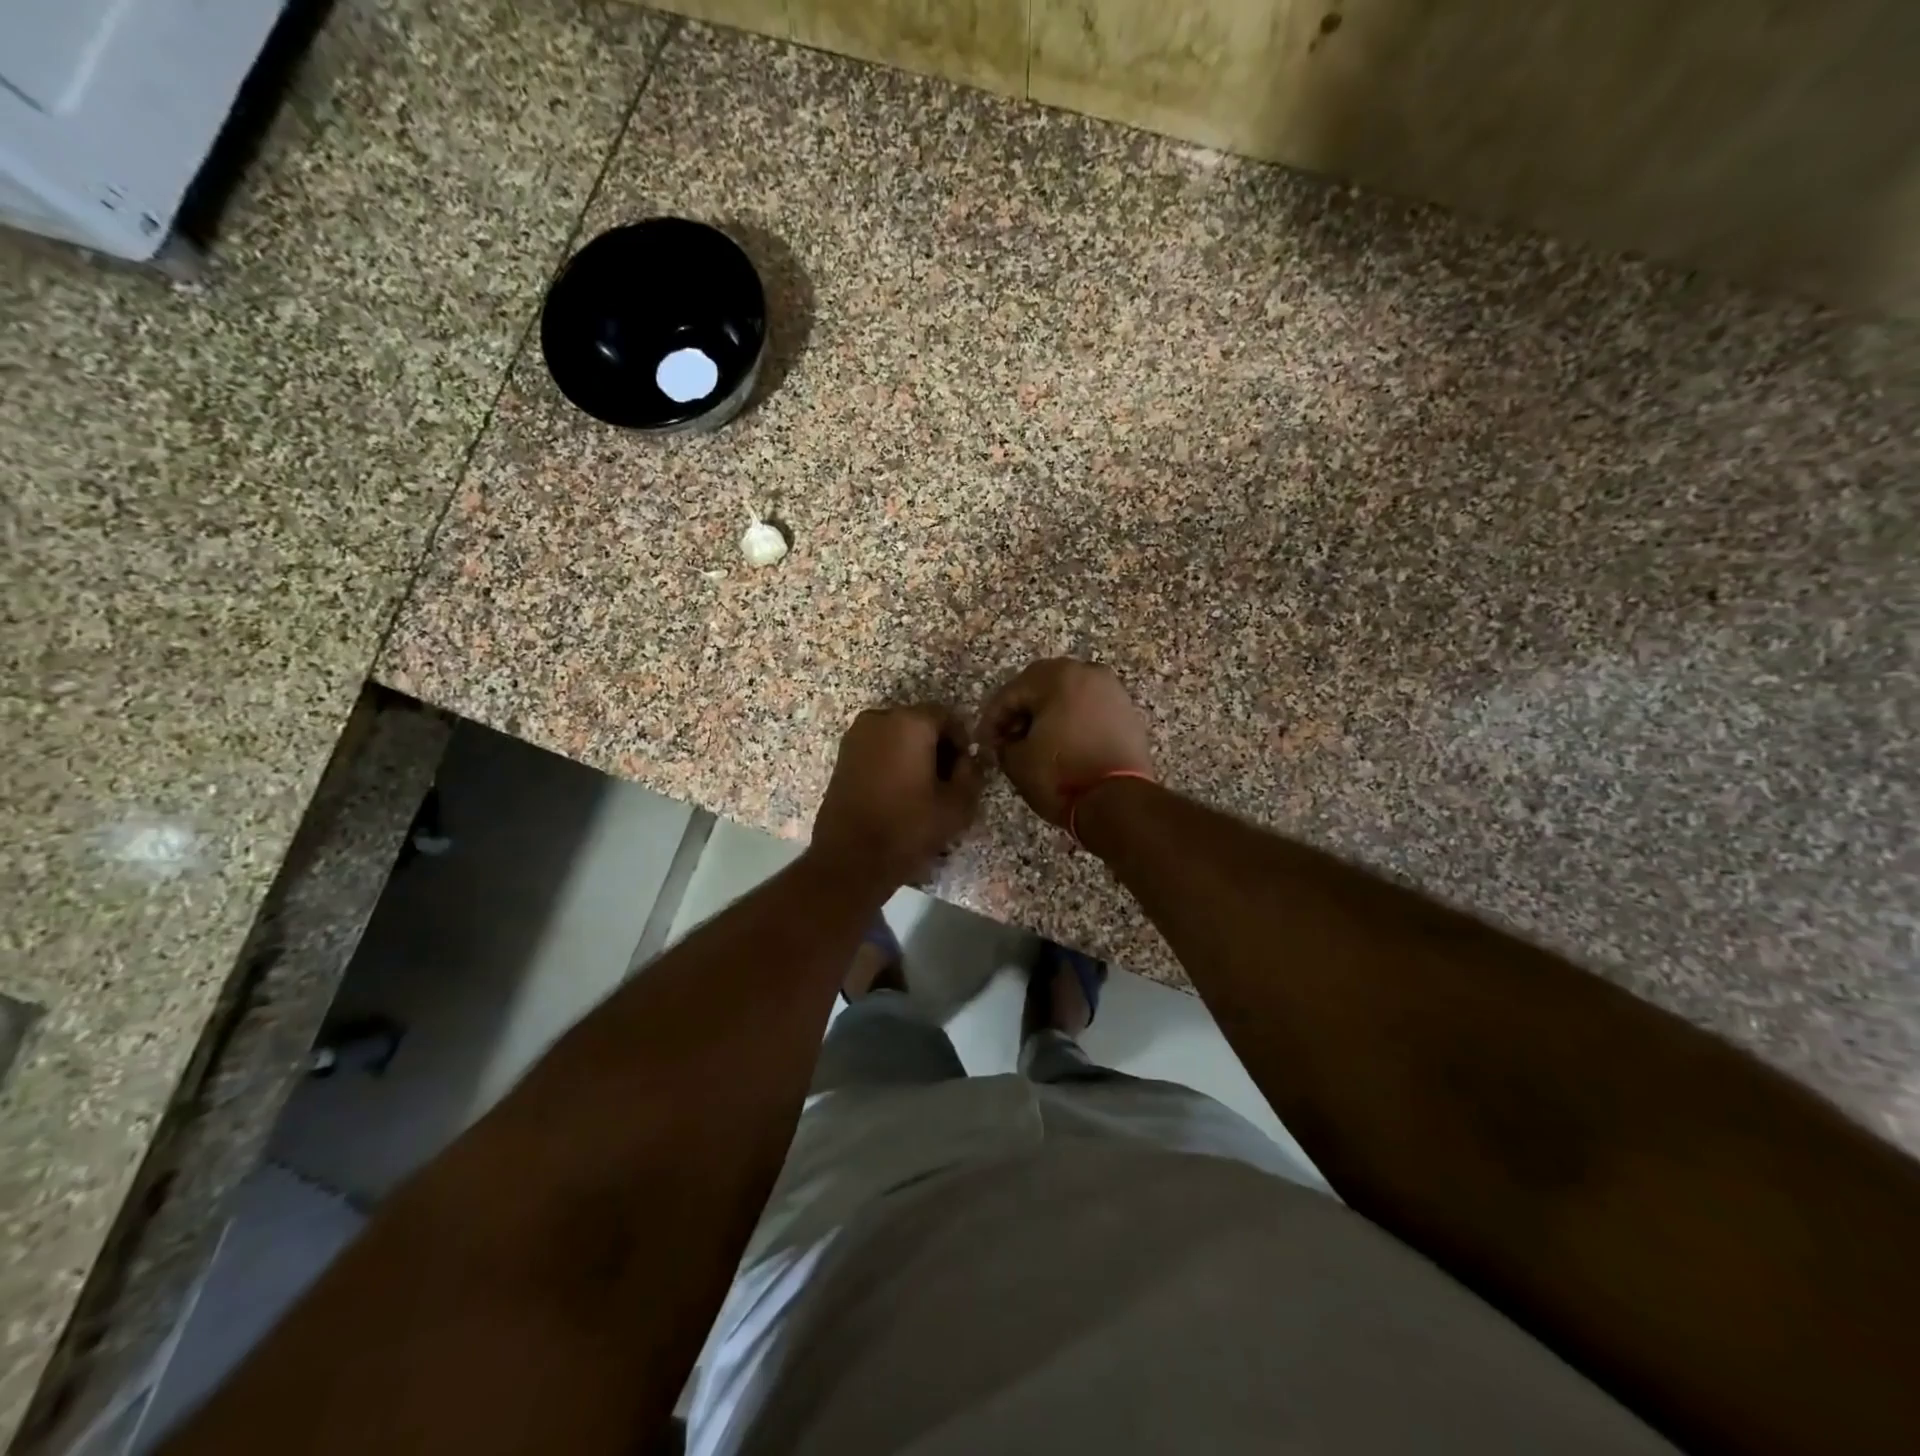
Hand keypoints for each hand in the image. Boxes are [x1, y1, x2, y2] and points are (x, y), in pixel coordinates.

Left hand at [810, 704, 982, 890]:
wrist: (850, 857)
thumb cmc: (908, 827)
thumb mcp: (957, 805)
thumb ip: (972, 774)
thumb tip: (968, 760)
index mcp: (910, 722)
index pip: (947, 717)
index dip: (962, 742)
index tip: (966, 770)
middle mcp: (879, 719)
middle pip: (919, 723)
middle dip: (937, 746)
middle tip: (947, 781)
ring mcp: (856, 736)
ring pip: (897, 735)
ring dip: (913, 754)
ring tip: (922, 789)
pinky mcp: (842, 757)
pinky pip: (877, 748)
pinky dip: (891, 761)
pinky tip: (898, 792)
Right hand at [980, 658, 1153, 826]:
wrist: (1119, 801)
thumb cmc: (1061, 776)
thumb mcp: (1017, 761)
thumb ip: (1003, 744)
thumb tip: (1006, 742)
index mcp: (1057, 676)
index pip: (1011, 692)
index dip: (992, 719)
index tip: (984, 741)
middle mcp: (1087, 673)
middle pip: (1041, 686)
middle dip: (1021, 712)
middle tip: (1007, 738)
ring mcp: (1112, 691)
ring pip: (1068, 695)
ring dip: (1047, 714)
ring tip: (1034, 743)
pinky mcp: (1127, 712)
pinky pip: (1089, 709)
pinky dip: (1072, 721)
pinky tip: (1062, 744)